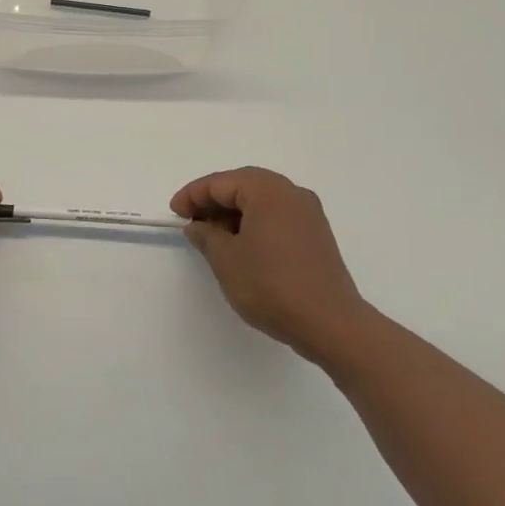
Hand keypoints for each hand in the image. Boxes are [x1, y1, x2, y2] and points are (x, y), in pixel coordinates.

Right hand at [171, 167, 369, 362]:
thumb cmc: (271, 285)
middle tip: (191, 222)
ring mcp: (308, 214)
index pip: (221, 182)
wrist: (331, 323)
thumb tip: (198, 226)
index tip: (174, 212)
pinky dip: (254, 224)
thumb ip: (206, 236)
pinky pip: (277, 217)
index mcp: (268, 190)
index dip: (193, 195)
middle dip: (214, 202)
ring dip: (234, 214)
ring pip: (261, 202)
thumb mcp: (226, 260)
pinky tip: (241, 247)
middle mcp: (291, 193)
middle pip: (243, 186)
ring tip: (212, 238)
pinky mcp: (316, 236)